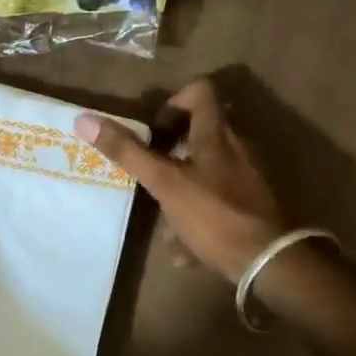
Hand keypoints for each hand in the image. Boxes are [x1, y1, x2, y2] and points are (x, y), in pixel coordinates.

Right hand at [75, 77, 285, 282]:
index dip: (173, 102)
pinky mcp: (252, 207)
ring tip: (161, 211)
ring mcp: (247, 178)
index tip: (153, 130)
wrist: (270, 263)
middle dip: (172, 148)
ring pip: (208, 169)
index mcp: (216, 135)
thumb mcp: (165, 183)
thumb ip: (128, 152)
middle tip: (151, 168)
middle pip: (202, 132)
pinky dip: (198, 213)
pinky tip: (182, 246)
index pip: (199, 92)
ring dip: (183, 182)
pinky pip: (218, 200)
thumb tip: (85, 119)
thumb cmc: (214, 214)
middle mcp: (236, 149)